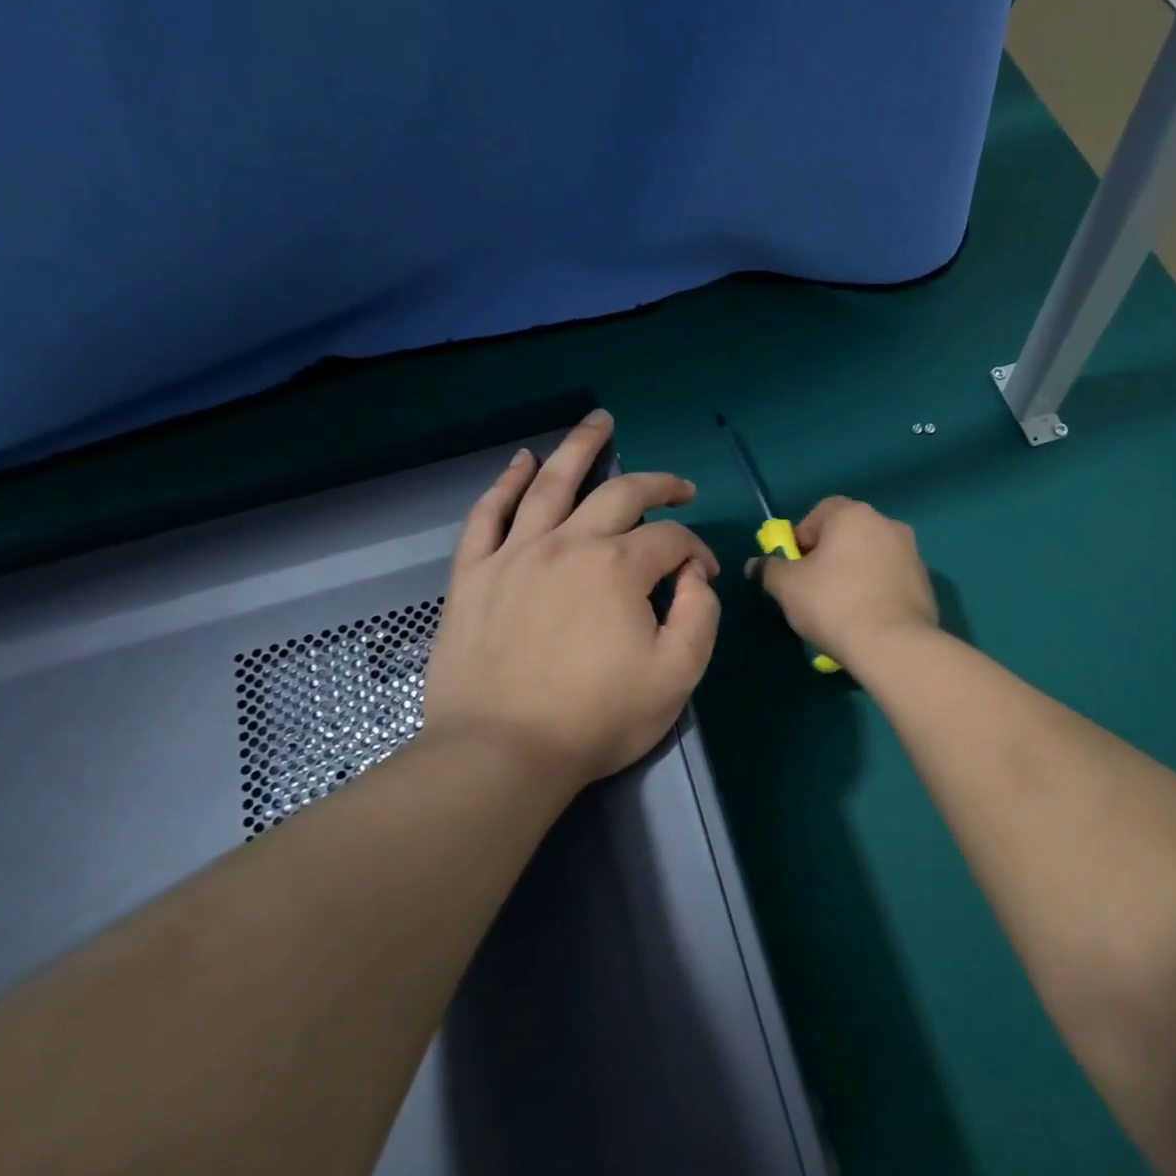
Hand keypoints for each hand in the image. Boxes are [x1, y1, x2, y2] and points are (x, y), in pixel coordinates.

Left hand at [422, 411, 721, 789]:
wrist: (502, 753)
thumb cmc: (598, 719)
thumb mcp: (678, 674)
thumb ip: (700, 615)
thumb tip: (694, 576)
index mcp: (618, 568)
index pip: (671, 540)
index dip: (696, 552)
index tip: (701, 578)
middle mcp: (567, 544)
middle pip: (619, 493)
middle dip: (657, 483)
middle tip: (679, 486)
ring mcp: (514, 555)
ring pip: (550, 484)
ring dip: (579, 448)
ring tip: (599, 422)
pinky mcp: (474, 575)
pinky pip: (487, 515)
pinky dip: (504, 484)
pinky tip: (520, 462)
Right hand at [747, 496, 937, 668]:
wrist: (893, 644)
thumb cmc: (833, 603)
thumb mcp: (787, 587)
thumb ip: (769, 570)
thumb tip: (755, 565)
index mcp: (853, 515)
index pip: (821, 512)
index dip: (803, 536)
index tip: (795, 566)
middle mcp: (887, 524)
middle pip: (848, 534)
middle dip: (829, 556)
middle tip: (813, 588)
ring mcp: (912, 553)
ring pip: (871, 557)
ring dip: (854, 573)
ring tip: (840, 608)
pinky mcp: (925, 582)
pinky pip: (890, 579)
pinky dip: (876, 591)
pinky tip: (866, 619)